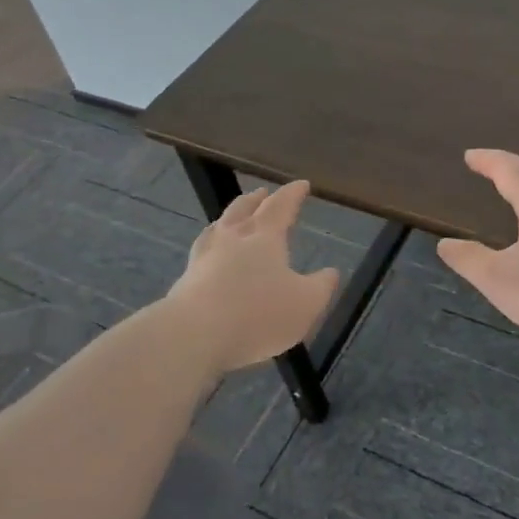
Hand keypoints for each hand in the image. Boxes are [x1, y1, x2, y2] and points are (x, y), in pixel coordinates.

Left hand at [168, 181, 339, 370]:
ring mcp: (205, 256)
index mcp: (264, 237)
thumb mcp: (305, 304)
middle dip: (256, 200)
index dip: (293, 194)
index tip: (301, 184)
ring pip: (219, 226)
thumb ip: (321, 287)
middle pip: (243, 209)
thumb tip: (331, 271)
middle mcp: (232, 238)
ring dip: (230, 216)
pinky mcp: (186, 279)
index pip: (281, 206)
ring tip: (233, 217)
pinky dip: (211, 244)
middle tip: (263, 193)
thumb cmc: (258, 314)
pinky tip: (209, 253)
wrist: (194, 334)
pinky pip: (202, 251)